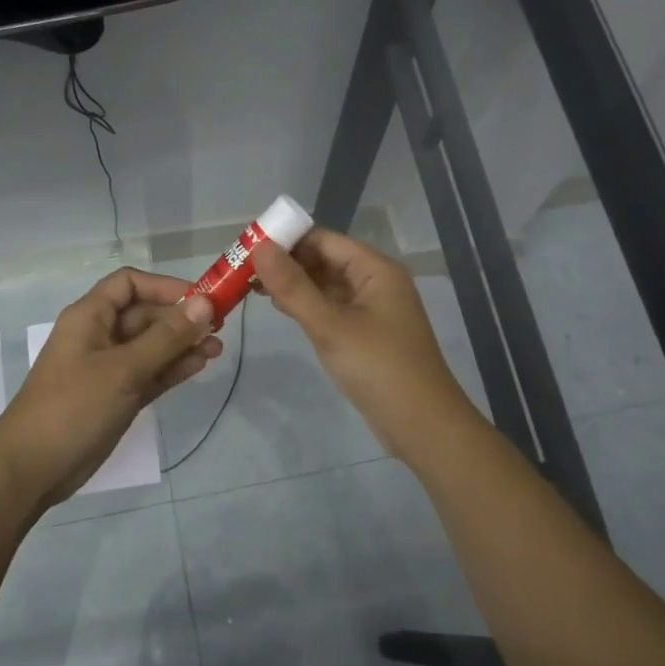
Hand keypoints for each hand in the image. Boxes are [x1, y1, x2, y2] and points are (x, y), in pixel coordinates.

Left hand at [0, 267, 219, 512]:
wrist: (33, 468)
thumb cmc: (73, 407)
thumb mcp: (123, 369)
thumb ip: (166, 337)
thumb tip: (205, 303)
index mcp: (89, 317)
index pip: (130, 284)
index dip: (165, 286)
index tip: (201, 299)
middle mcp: (99, 336)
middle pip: (145, 314)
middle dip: (181, 318)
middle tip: (220, 327)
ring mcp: (109, 368)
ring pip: (152, 346)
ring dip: (182, 344)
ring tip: (218, 349)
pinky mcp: (117, 396)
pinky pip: (150, 373)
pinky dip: (173, 368)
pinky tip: (200, 365)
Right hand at [251, 229, 474, 453]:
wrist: (422, 425)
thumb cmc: (378, 368)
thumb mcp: (330, 326)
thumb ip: (293, 287)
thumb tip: (260, 247)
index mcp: (376, 269)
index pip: (323, 240)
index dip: (286, 240)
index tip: (247, 248)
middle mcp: (376, 282)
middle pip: (325, 259)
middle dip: (286, 263)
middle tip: (242, 271)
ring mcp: (372, 309)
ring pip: (326, 285)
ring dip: (294, 285)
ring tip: (252, 288)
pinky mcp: (366, 333)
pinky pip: (332, 308)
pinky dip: (307, 305)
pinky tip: (281, 309)